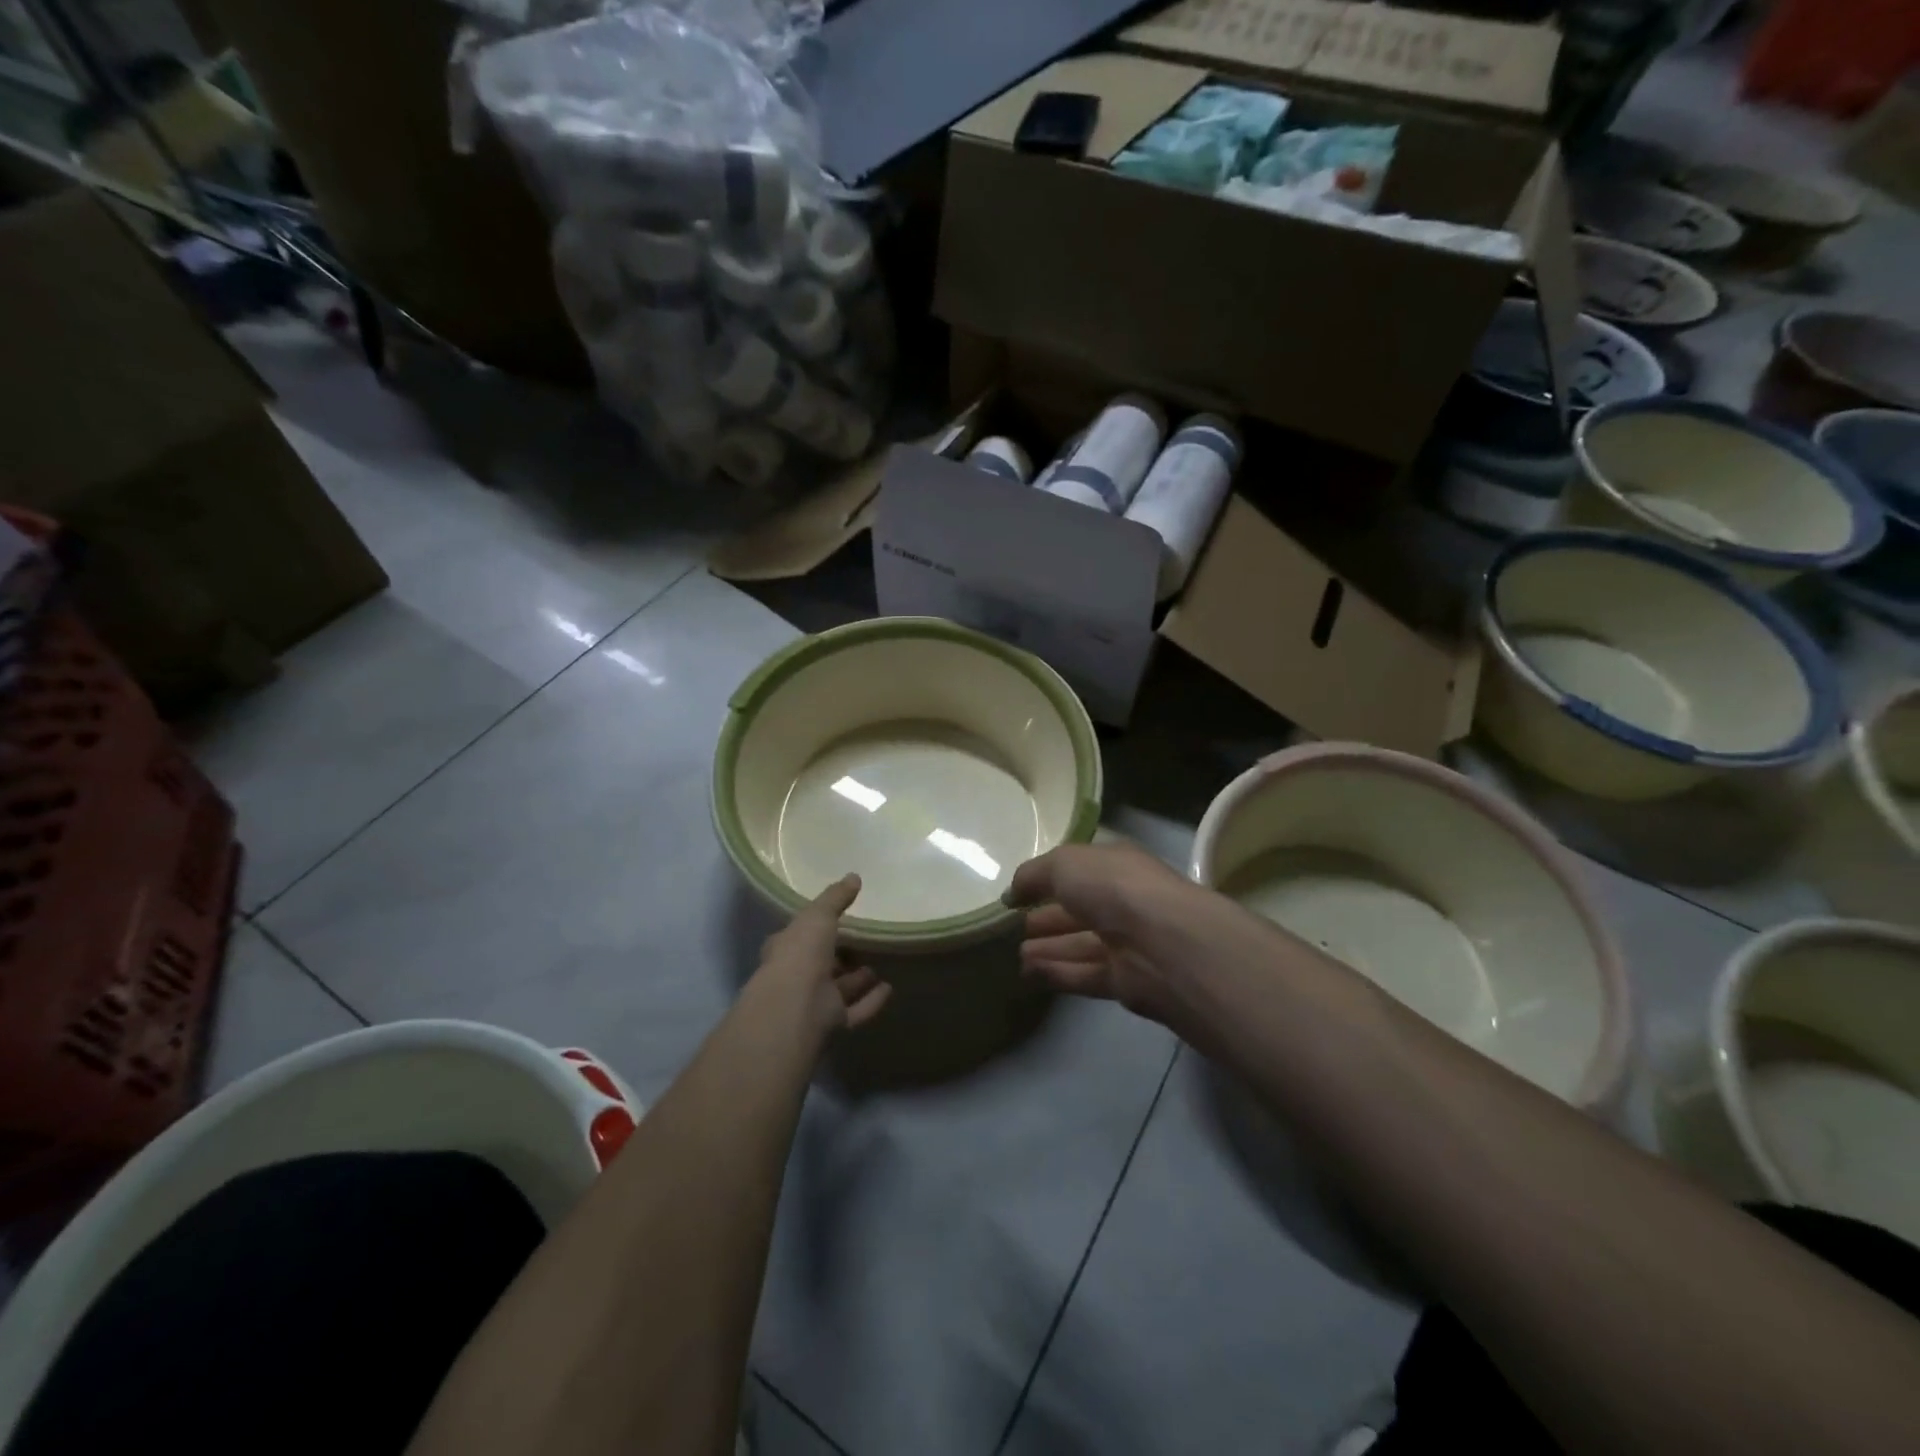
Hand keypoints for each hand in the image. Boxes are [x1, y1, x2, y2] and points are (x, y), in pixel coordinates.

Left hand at [754, 875, 891, 1035]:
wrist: (795, 1007)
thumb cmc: (800, 954)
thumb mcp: (818, 915)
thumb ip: (835, 898)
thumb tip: (854, 876)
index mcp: (786, 949)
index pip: (800, 937)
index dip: (817, 929)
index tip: (840, 920)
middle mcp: (796, 978)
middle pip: (821, 965)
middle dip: (841, 956)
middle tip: (865, 943)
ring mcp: (813, 1003)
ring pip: (839, 989)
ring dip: (857, 979)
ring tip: (880, 965)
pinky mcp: (831, 1024)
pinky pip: (855, 1010)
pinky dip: (871, 1000)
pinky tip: (890, 989)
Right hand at [1005, 840, 1233, 1027]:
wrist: (1163, 943)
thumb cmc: (1113, 887)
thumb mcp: (1063, 864)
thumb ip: (1033, 875)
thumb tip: (1012, 894)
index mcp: (1116, 865)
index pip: (1081, 870)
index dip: (1050, 879)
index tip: (1019, 893)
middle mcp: (1124, 901)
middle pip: (1080, 909)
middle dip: (1048, 917)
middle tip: (1014, 927)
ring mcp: (1128, 942)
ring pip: (1081, 944)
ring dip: (1049, 948)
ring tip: (1016, 955)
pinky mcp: (1127, 981)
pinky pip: (1085, 973)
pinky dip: (1058, 972)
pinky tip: (1030, 974)